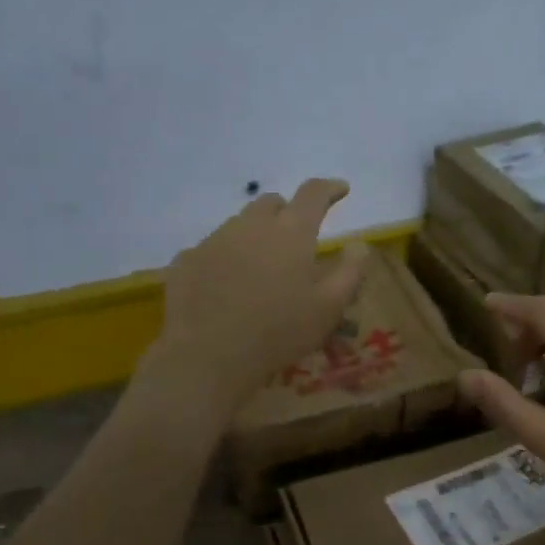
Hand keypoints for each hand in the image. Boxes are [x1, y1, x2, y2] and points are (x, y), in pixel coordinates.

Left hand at [149, 179, 369, 421]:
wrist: (207, 356)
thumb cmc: (278, 332)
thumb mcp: (329, 309)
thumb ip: (349, 272)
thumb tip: (359, 245)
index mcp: (291, 232)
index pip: (313, 193)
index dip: (330, 188)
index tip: (341, 190)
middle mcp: (250, 225)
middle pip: (270, 203)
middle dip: (287, 212)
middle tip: (295, 238)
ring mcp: (213, 240)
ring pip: (239, 225)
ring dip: (254, 236)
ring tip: (260, 268)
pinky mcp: (186, 260)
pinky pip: (211, 250)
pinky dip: (225, 259)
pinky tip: (225, 287)